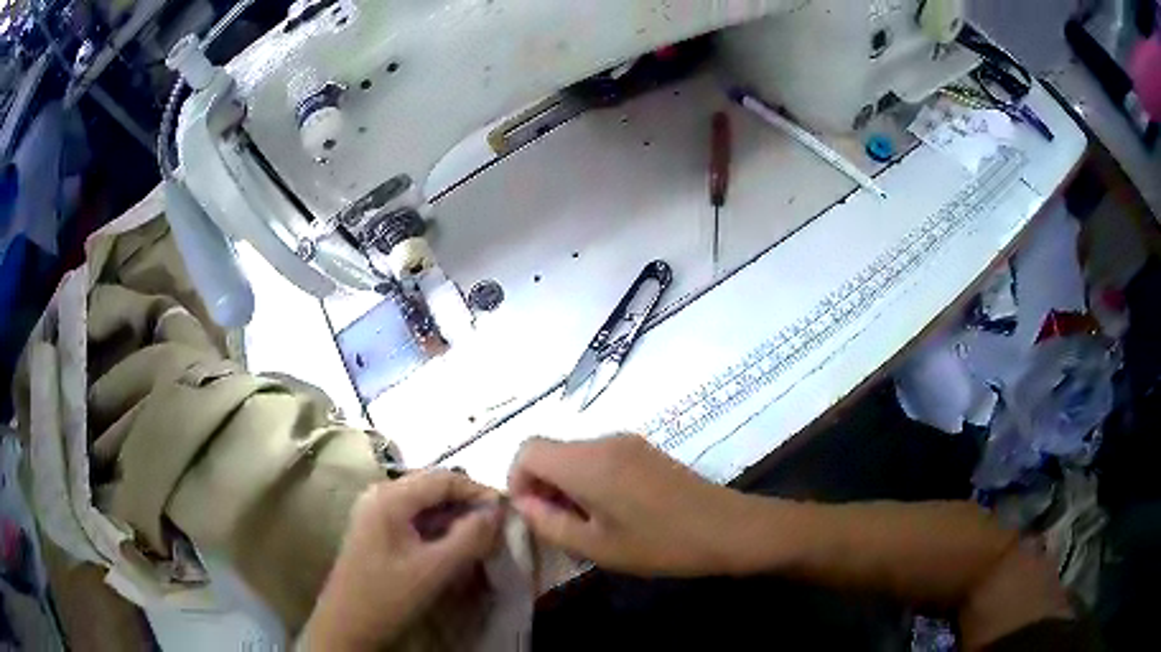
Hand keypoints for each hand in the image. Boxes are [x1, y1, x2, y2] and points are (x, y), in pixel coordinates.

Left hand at [302, 470, 502, 649]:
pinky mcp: (377, 530)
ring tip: (480, 539)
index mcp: (390, 497)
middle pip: (433, 487)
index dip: (478, 491)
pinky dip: (438, 528)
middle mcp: (380, 494)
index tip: (507, 513)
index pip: (443, 478)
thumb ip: (468, 538)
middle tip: (496, 528)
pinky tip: (453, 546)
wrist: (347, 625)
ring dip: (454, 517)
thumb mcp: (433, 569)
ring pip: (425, 504)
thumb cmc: (387, 595)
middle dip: (467, 504)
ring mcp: (375, 511)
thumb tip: (498, 511)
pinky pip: (414, 518)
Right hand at [508, 435, 752, 576]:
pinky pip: (600, 458)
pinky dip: (591, 480)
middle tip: (561, 526)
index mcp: (586, 462)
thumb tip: (523, 503)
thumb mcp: (595, 546)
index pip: (528, 449)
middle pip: (552, 451)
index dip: (517, 479)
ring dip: (568, 485)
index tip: (533, 513)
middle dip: (544, 486)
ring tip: (590, 525)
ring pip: (575, 456)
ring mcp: (628, 442)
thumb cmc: (658, 543)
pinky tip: (615, 512)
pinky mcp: (645, 450)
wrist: (726, 528)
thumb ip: (548, 523)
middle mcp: (604, 441)